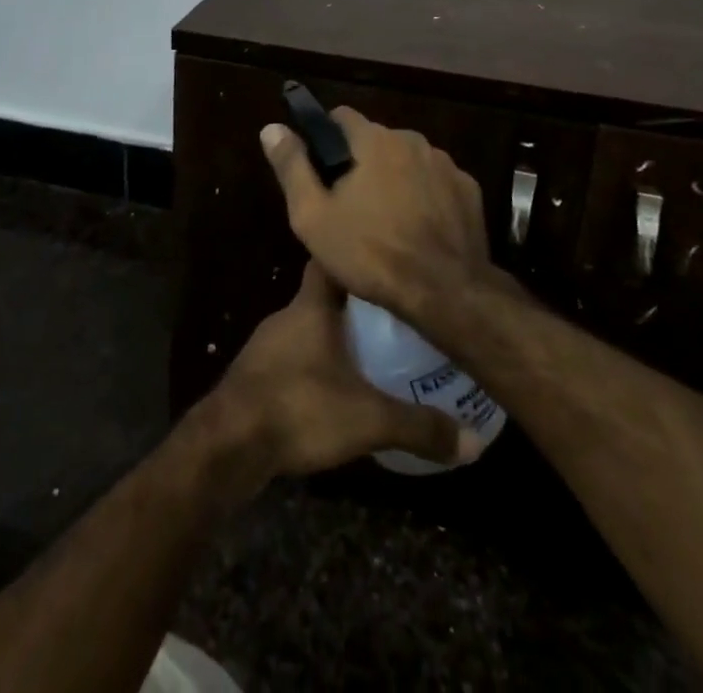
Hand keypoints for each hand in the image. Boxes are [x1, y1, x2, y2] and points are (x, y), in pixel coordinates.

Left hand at [205, 261, 483, 479]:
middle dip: (355, 305)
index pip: (329, 261)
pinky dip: (313, 364)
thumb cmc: (299, 408)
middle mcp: (286, 316)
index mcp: (310, 307)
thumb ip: (419, 426)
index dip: (354, 258)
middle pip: (323, 297)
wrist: (227, 445)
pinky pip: (292, 357)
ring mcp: (266, 345)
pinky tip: (332, 389)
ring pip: (307, 328)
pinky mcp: (255, 375)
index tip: (383, 263)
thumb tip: (474, 441)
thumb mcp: (368, 420)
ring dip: (333, 337)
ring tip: (370, 353)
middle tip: (392, 317)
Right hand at [259, 108, 491, 325]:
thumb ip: (292, 166)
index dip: (326, 138)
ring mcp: (445, 164)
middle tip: (350, 205)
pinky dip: (426, 196)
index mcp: (373, 140)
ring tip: (386, 221)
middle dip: (361, 163)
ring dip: (395, 178)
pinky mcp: (469, 190)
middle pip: (376, 140)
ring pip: (408, 161)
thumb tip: (271, 127)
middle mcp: (412, 140)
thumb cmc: (370, 253)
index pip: (341, 116)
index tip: (320, 169)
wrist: (445, 292)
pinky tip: (419, 229)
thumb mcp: (313, 216)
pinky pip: (436, 183)